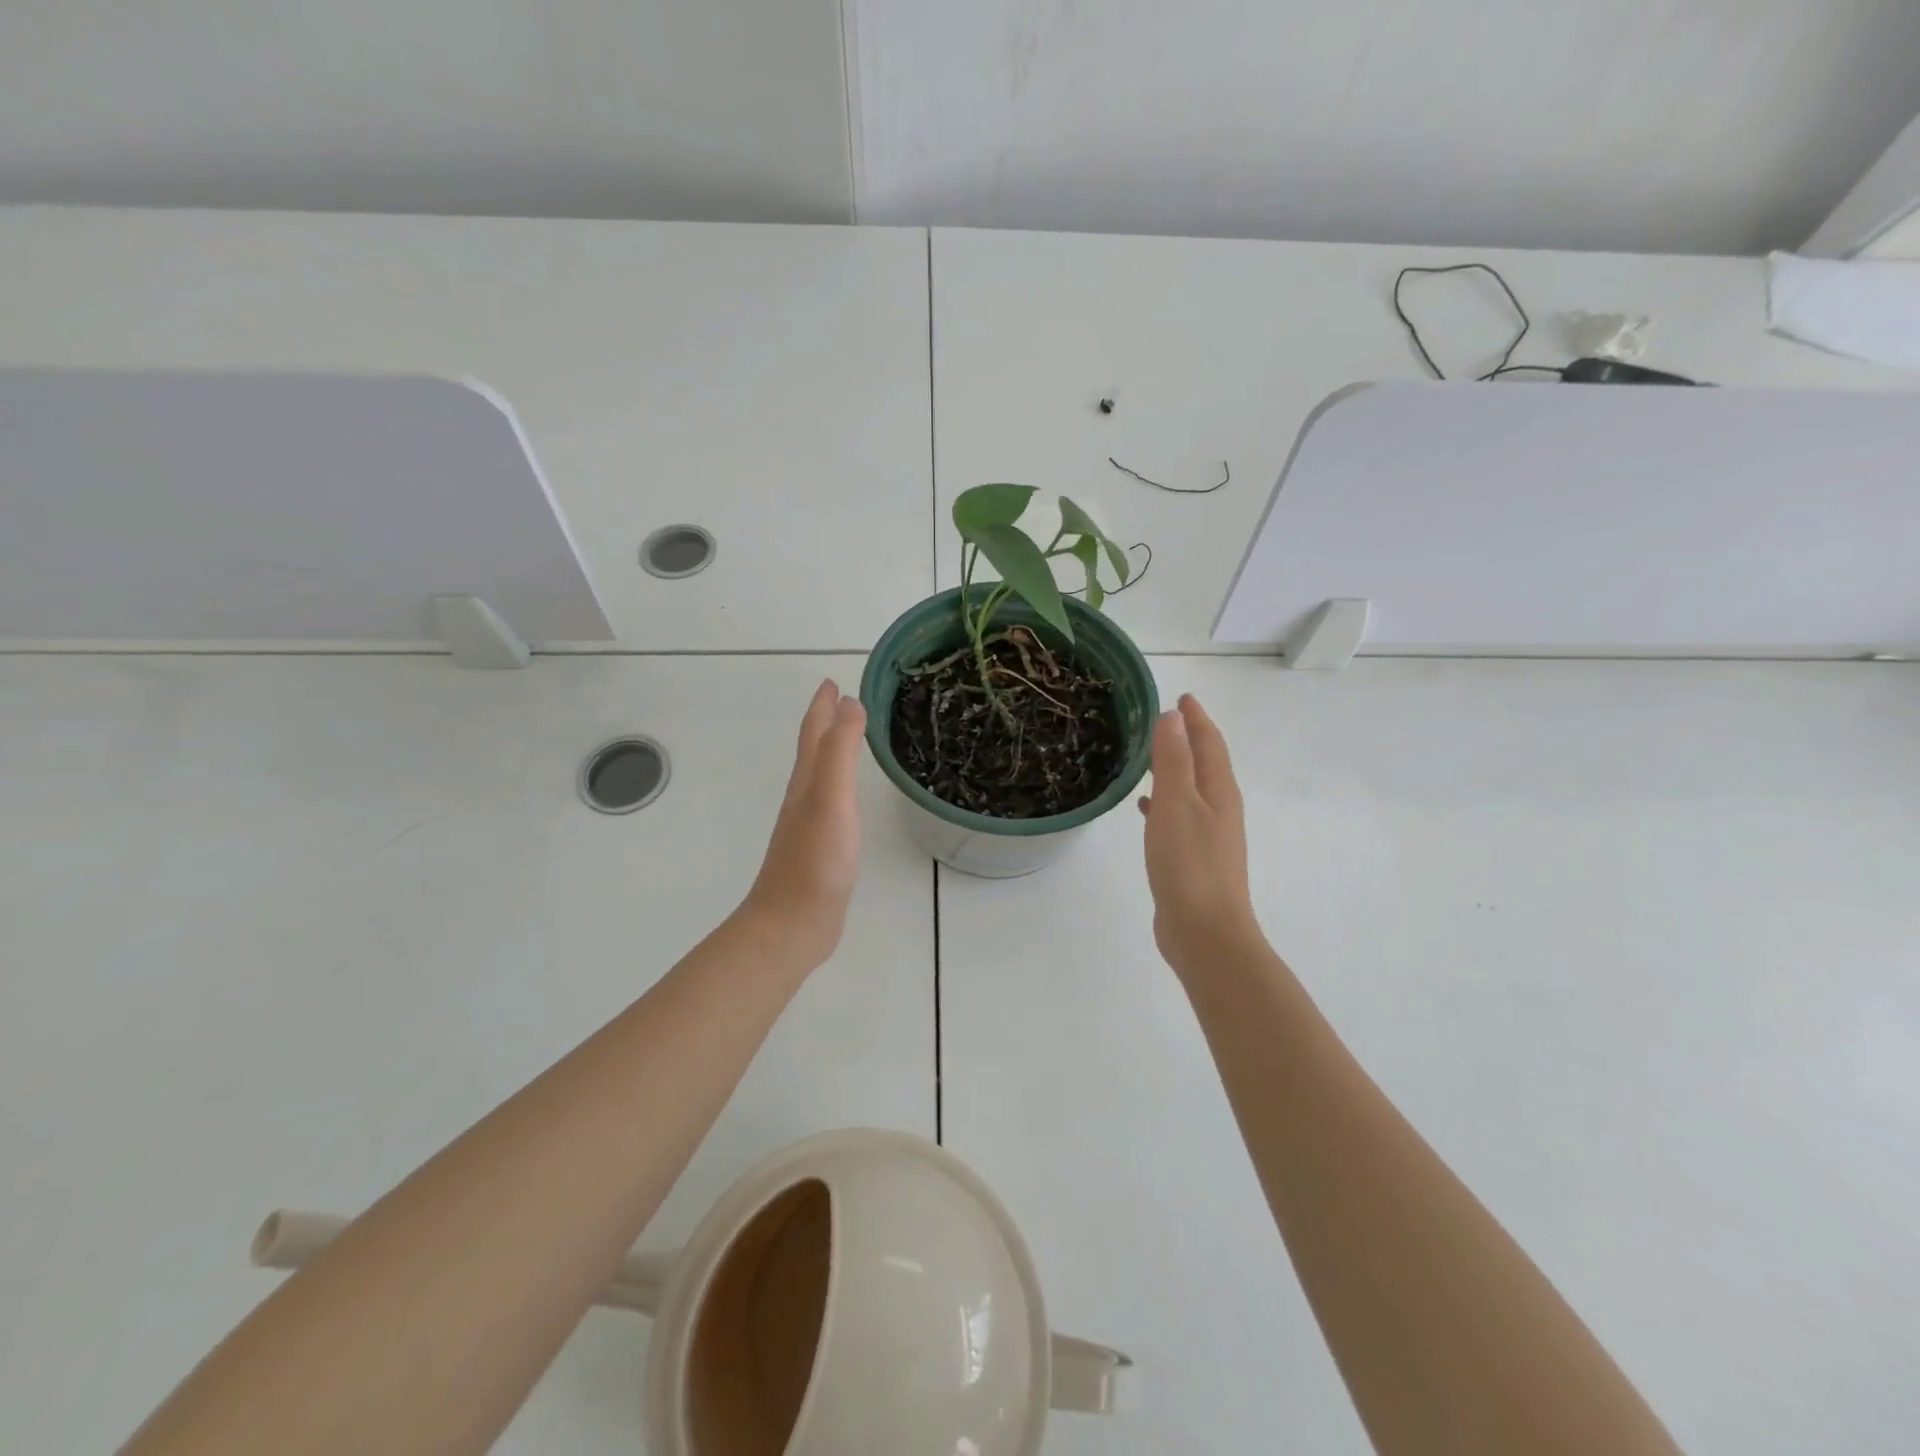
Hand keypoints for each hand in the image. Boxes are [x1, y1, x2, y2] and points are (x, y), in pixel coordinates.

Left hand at [740, 679, 867, 969]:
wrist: (792, 924)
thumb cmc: (815, 860)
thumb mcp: (831, 798)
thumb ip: (840, 751)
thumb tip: (850, 702)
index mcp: (807, 781)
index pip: (814, 732)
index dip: (822, 705)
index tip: (831, 680)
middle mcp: (805, 798)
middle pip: (814, 750)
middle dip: (826, 722)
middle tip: (843, 700)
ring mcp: (811, 825)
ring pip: (821, 776)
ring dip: (832, 752)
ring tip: (850, 739)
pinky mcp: (821, 850)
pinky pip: (832, 804)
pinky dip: (840, 787)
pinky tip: (850, 799)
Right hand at [1139, 695, 1261, 973]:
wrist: (1204, 932)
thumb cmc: (1189, 863)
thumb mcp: (1176, 803)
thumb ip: (1173, 759)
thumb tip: (1173, 716)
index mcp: (1219, 792)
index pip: (1210, 744)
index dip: (1197, 719)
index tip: (1182, 697)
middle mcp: (1219, 809)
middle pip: (1205, 764)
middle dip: (1188, 740)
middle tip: (1164, 721)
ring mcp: (1208, 836)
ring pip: (1191, 790)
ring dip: (1174, 770)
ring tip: (1150, 757)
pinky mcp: (1193, 859)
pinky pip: (1178, 817)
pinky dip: (1163, 803)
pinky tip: (1144, 808)